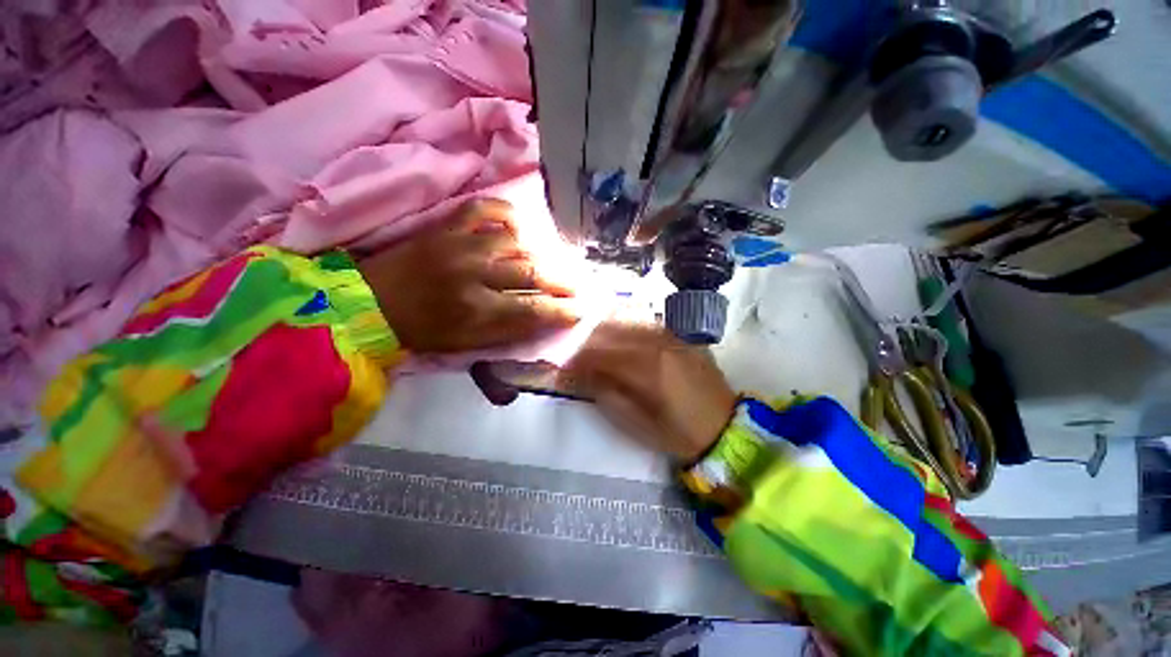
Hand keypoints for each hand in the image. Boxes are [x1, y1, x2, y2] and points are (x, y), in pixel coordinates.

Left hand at [358, 199, 578, 352]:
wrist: (371, 304)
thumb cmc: (422, 330)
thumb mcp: (467, 343)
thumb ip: (508, 330)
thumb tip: (544, 319)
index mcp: (475, 309)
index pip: (532, 308)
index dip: (561, 310)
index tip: (580, 310)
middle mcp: (472, 273)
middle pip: (530, 271)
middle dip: (560, 281)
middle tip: (576, 285)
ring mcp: (459, 244)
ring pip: (514, 241)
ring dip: (536, 252)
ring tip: (545, 262)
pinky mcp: (445, 226)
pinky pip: (482, 208)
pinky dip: (504, 212)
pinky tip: (517, 226)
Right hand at [561, 322, 736, 460]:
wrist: (724, 427)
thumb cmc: (678, 433)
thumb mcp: (636, 423)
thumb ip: (606, 394)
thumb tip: (581, 375)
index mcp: (648, 368)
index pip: (600, 354)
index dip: (578, 361)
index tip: (565, 371)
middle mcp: (658, 343)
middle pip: (610, 332)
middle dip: (587, 344)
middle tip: (577, 361)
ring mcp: (672, 335)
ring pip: (626, 321)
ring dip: (604, 333)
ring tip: (595, 349)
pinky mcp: (680, 335)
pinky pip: (645, 322)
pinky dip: (625, 327)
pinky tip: (619, 338)